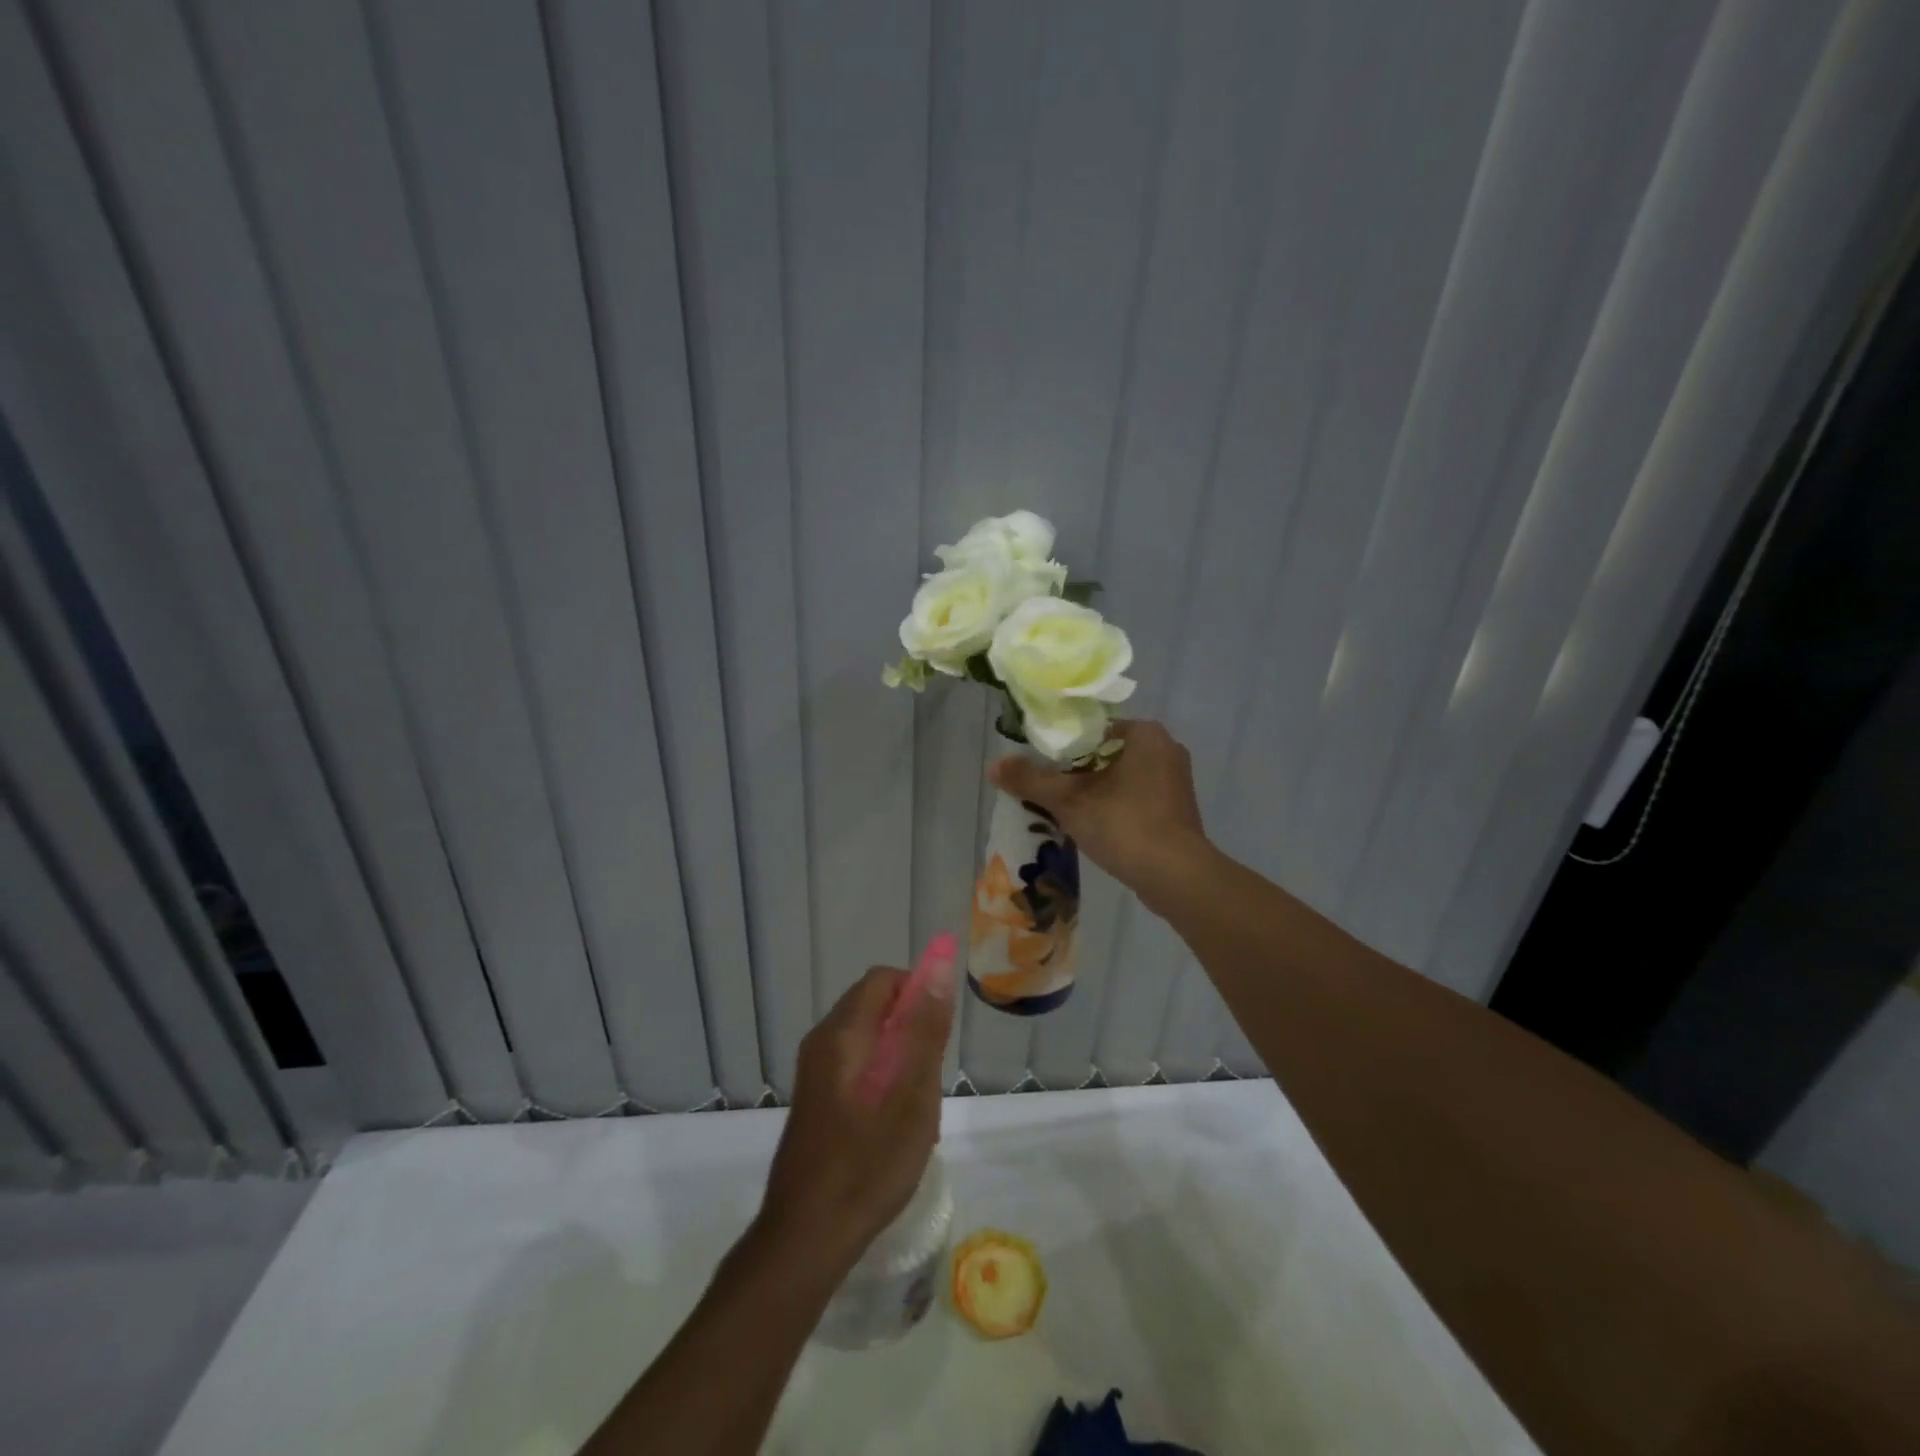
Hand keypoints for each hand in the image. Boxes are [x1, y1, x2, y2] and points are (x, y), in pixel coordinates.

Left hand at [757, 962, 954, 1272]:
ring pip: (868, 1039)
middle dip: (910, 1029)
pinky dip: (881, 1078)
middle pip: (874, 1006)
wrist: (805, 1237)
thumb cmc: (867, 1165)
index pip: (883, 979)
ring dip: (898, 1058)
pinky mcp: (814, 1097)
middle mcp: (822, 1041)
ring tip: (915, 1110)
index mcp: (843, 1033)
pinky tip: (893, 1126)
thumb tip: (940, 968)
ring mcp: (814, 1071)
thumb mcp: (911, 1096)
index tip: (937, 1035)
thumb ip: (925, 1029)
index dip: (917, 992)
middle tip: (929, 1079)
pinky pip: (855, 1065)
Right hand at [988, 719, 1209, 898]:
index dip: (1063, 748)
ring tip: (1065, 811)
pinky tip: (1095, 827)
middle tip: (1048, 791)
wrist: (1175, 876)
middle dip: (1078, 773)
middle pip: (1106, 754)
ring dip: (1095, 792)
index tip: (1041, 767)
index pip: (1093, 730)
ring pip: (1122, 779)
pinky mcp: (1179, 810)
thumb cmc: (1123, 824)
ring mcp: (1176, 781)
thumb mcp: (1068, 800)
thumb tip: (993, 765)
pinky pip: (1137, 799)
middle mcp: (1166, 749)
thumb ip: (1030, 780)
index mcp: (1145, 733)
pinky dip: (1116, 808)